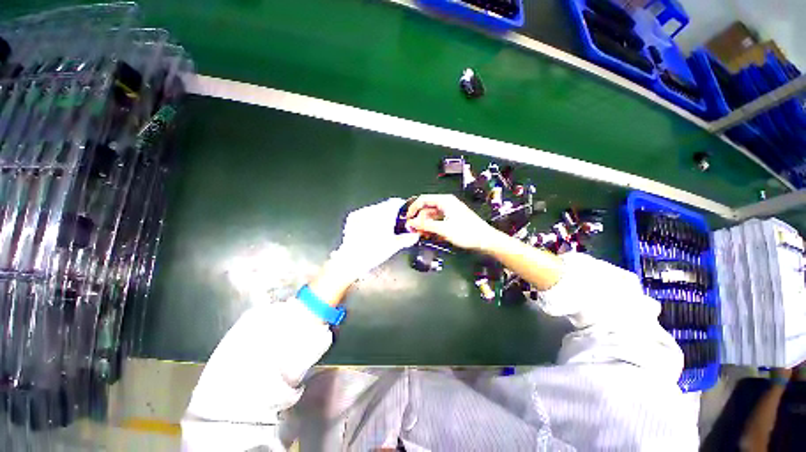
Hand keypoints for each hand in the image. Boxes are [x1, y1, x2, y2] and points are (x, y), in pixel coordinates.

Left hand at [328, 197, 419, 279]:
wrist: (351, 259)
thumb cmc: (374, 252)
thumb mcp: (394, 246)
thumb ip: (407, 239)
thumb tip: (415, 236)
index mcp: (384, 214)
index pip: (395, 202)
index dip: (401, 206)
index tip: (404, 213)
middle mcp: (372, 210)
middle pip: (385, 205)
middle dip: (391, 212)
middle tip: (394, 223)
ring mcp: (361, 213)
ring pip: (375, 209)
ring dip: (380, 214)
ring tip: (381, 227)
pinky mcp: (353, 217)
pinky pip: (365, 213)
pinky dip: (369, 218)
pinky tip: (370, 228)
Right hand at [405, 194, 497, 250]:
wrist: (485, 240)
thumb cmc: (467, 232)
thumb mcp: (443, 229)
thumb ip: (426, 225)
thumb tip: (411, 223)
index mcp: (445, 201)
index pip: (423, 200)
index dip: (413, 208)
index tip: (407, 218)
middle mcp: (446, 204)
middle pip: (426, 209)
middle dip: (419, 219)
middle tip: (414, 230)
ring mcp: (449, 211)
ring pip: (431, 216)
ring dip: (425, 224)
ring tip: (421, 234)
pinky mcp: (451, 219)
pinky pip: (437, 221)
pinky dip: (432, 227)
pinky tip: (429, 234)